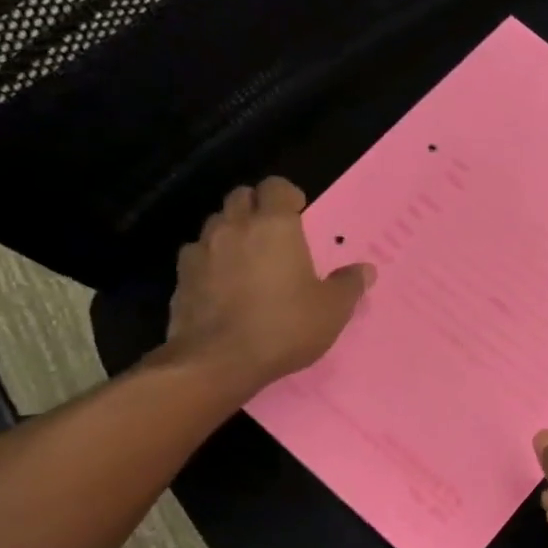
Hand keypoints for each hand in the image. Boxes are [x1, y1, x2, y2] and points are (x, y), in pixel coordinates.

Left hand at [164, 177, 373, 398]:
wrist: (218, 361)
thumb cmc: (284, 326)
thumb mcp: (332, 310)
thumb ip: (349, 284)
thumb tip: (366, 270)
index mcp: (274, 226)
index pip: (276, 186)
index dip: (287, 195)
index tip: (299, 213)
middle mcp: (234, 227)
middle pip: (241, 196)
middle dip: (257, 206)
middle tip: (273, 233)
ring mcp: (202, 250)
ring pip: (216, 223)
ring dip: (231, 231)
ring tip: (247, 258)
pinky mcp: (181, 277)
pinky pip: (196, 255)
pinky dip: (210, 260)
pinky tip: (222, 284)